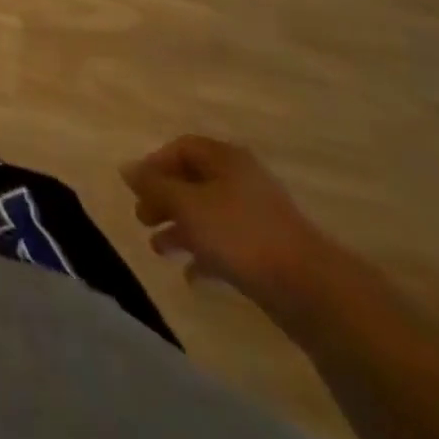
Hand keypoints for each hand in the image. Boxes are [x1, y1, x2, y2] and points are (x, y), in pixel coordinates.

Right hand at [121, 135, 335, 318]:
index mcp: (225, 159)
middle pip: (192, 181)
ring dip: (180, 229)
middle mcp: (242, 180)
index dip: (155, 164)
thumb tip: (126, 168)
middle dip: (164, 200)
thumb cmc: (239, 234)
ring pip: (207, 214)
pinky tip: (190, 275)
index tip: (137, 188)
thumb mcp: (186, 205)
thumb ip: (153, 186)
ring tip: (158, 249)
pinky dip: (205, 254)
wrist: (312, 290)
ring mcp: (258, 217)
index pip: (181, 148)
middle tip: (142, 219)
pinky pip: (227, 244)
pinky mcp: (269, 251)